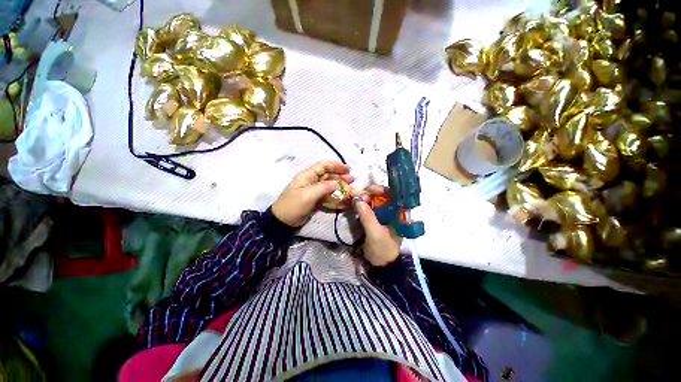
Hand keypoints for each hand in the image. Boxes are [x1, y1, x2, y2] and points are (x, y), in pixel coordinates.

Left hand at [272, 161, 352, 226]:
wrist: (283, 222)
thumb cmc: (293, 206)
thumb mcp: (307, 195)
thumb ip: (322, 188)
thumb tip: (336, 184)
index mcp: (307, 176)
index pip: (323, 166)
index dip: (335, 165)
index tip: (348, 168)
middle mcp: (311, 181)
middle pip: (328, 175)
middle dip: (340, 175)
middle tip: (352, 179)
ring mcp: (313, 191)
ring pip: (329, 185)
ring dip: (340, 186)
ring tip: (351, 188)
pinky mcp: (315, 200)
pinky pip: (327, 195)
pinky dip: (335, 196)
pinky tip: (343, 199)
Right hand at [354, 185, 401, 266]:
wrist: (382, 265)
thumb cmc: (383, 249)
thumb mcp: (375, 233)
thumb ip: (367, 216)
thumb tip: (358, 200)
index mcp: (399, 214)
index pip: (393, 195)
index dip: (381, 189)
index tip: (368, 190)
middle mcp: (393, 212)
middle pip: (382, 196)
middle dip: (370, 194)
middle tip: (358, 197)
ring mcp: (384, 216)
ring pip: (375, 202)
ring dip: (365, 200)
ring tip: (356, 201)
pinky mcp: (377, 220)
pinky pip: (370, 209)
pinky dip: (363, 206)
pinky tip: (357, 207)